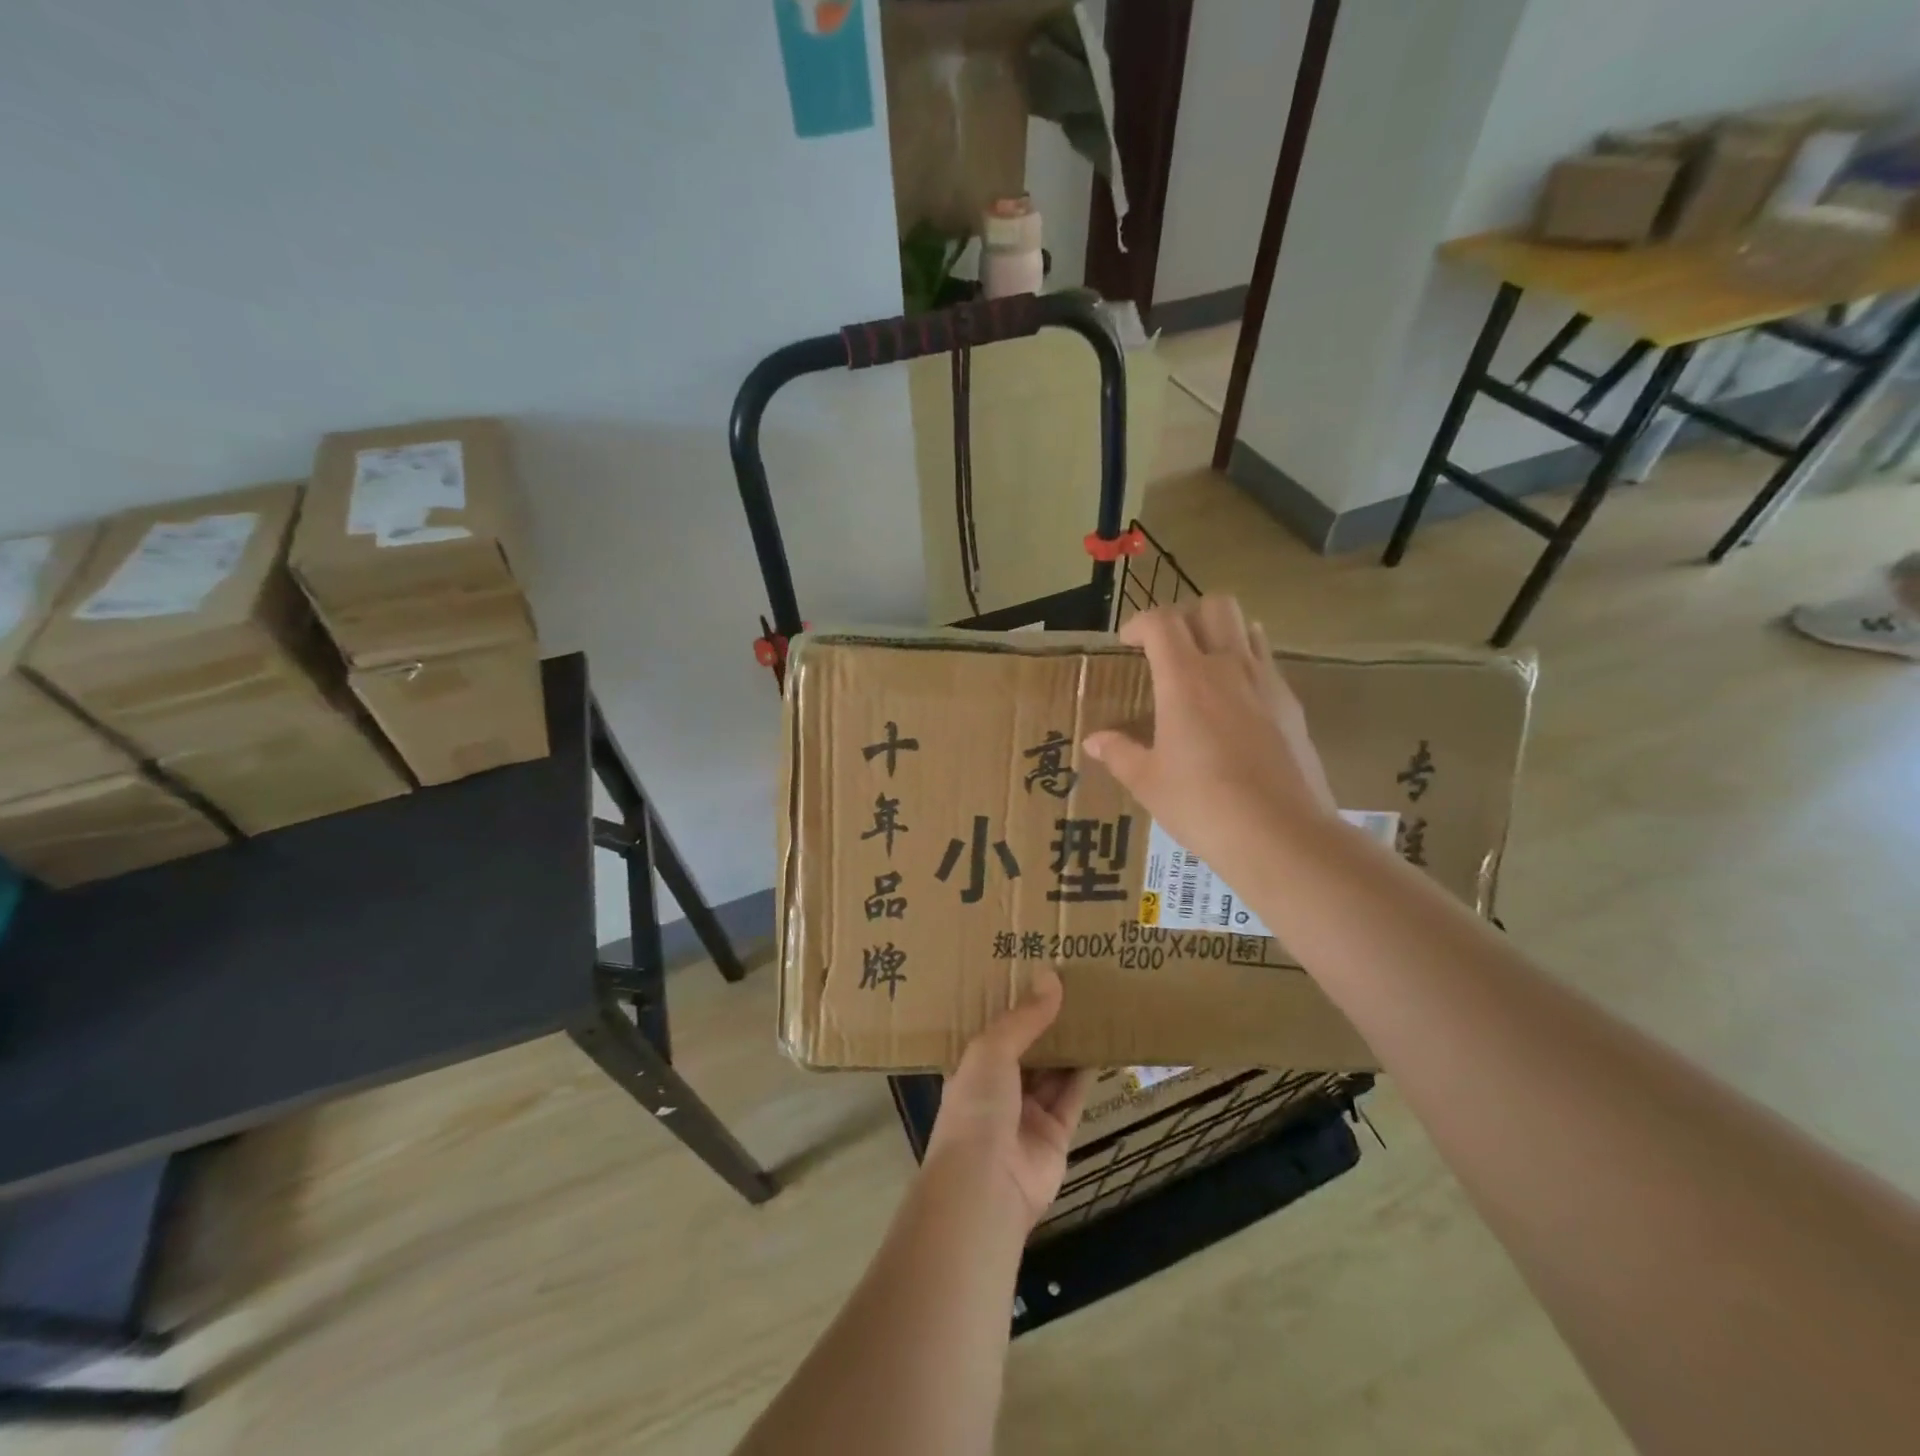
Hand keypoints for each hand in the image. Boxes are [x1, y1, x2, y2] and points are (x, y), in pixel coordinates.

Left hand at [925, 970, 1092, 1227]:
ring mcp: (1026, 1113)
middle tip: (1069, 982)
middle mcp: (997, 1088)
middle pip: (1026, 1048)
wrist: (986, 1186)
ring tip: (1090, 1005)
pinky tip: (1101, 1044)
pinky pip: (1073, 1096)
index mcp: (971, 1066)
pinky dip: (1085, 1073)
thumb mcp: (991, 1050)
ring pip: (1052, 1071)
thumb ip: (1023, 1018)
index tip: (1032, 971)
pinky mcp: (1056, 1134)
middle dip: (1044, 1021)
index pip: (993, 1029)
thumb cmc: (977, 1107)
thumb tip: (1051, 977)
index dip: (1011, 1003)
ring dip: (1068, 1044)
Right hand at [1084, 597, 1337, 868]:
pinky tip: (1235, 701)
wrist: (1281, 834)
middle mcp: (1228, 667)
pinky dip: (1247, 663)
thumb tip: (1094, 741)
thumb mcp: (1148, 782)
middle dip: (1186, 614)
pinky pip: (1267, 662)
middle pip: (1214, 606)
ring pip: (1247, 627)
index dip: (1140, 623)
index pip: (1162, 622)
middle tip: (1168, 646)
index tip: (1127, 642)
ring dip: (1221, 633)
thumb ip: (1119, 753)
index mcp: (1185, 679)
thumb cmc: (1202, 805)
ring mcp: (1266, 683)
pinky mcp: (1292, 705)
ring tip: (1204, 665)